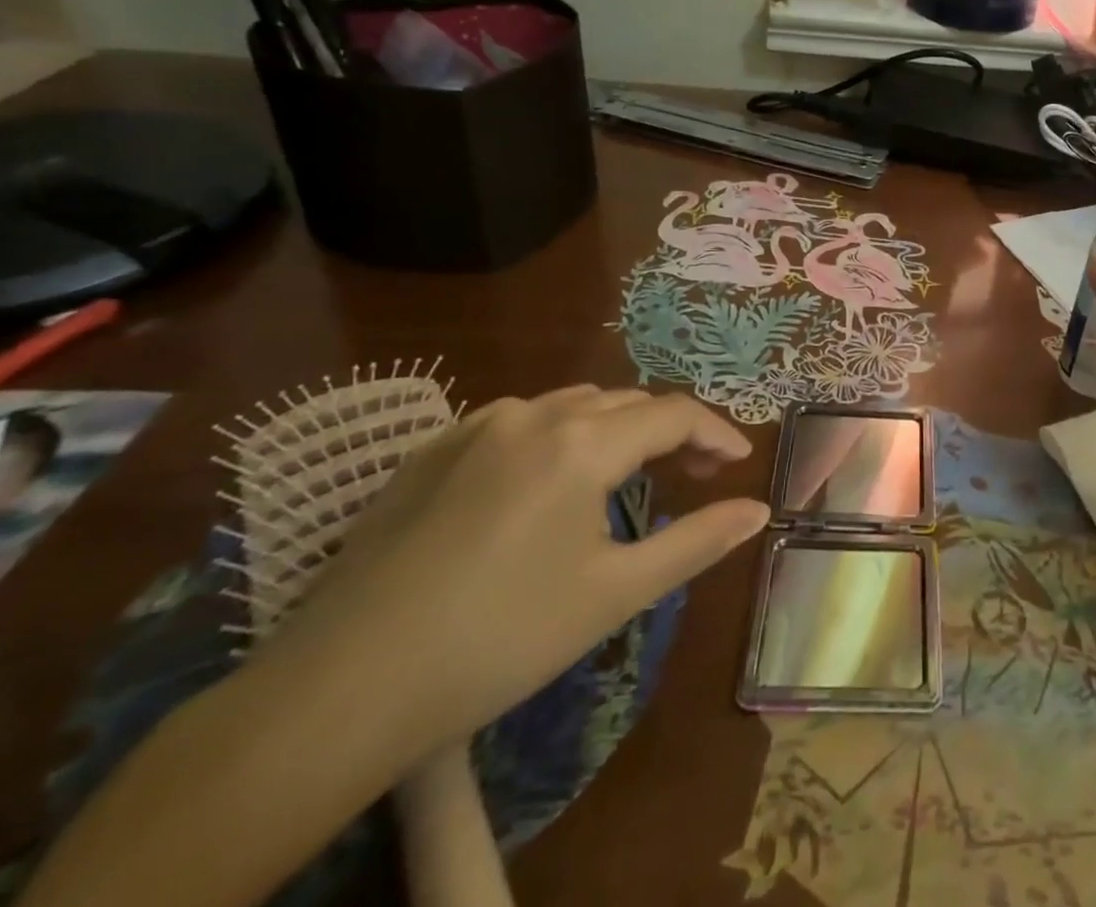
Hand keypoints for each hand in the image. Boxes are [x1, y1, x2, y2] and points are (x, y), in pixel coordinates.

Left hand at [255, 386, 769, 761]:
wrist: (336, 693)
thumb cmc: (499, 640)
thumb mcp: (615, 593)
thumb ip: (697, 541)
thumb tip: (758, 511)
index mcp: (582, 443)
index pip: (673, 414)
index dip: (716, 432)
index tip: (740, 462)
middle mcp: (532, 415)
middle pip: (626, 403)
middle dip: (670, 431)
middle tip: (695, 473)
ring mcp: (473, 427)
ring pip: (571, 405)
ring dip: (614, 428)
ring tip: (626, 475)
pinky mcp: (429, 452)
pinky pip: (516, 420)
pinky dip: (556, 434)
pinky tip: (545, 479)